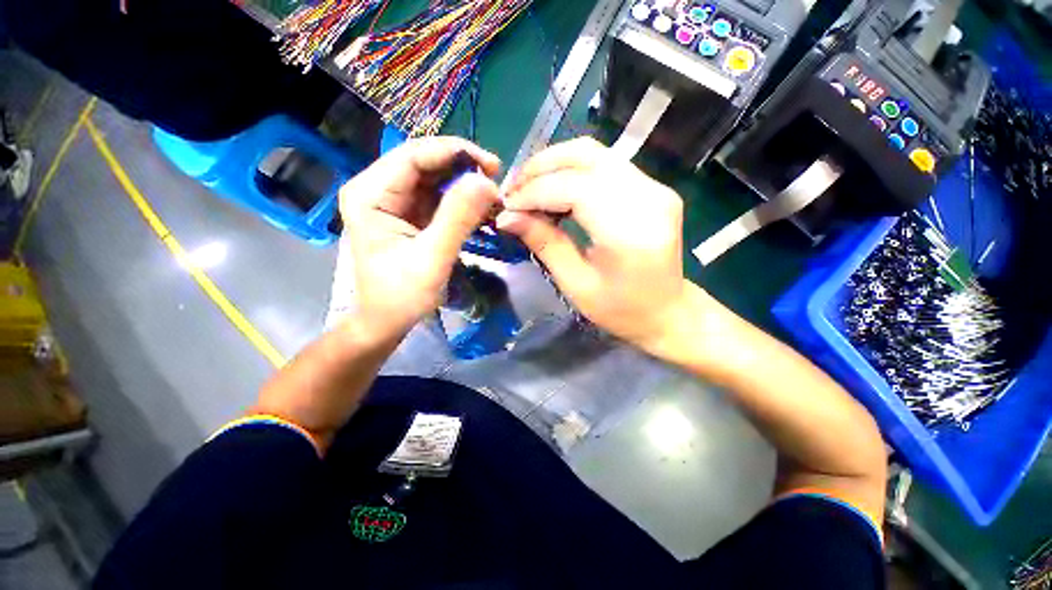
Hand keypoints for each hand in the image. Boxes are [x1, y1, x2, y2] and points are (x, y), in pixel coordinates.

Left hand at [339, 137, 499, 340]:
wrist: (386, 321)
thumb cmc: (401, 296)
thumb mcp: (432, 258)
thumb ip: (457, 218)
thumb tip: (487, 182)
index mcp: (369, 194)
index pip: (414, 156)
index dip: (455, 152)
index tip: (493, 166)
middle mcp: (377, 189)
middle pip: (424, 162)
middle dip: (463, 168)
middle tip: (497, 181)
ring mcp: (393, 200)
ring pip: (434, 177)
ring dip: (465, 184)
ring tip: (493, 197)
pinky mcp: (408, 213)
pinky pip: (438, 196)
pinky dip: (461, 199)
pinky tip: (480, 207)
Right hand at [498, 137, 702, 350]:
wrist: (667, 311)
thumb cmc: (621, 310)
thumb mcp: (576, 285)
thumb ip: (544, 244)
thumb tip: (506, 217)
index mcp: (630, 232)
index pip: (575, 189)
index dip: (535, 192)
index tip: (507, 205)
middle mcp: (649, 198)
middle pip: (586, 157)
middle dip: (541, 168)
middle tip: (513, 189)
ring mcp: (655, 188)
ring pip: (595, 153)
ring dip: (555, 164)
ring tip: (528, 186)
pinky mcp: (653, 187)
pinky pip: (605, 165)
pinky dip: (573, 170)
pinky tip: (554, 189)